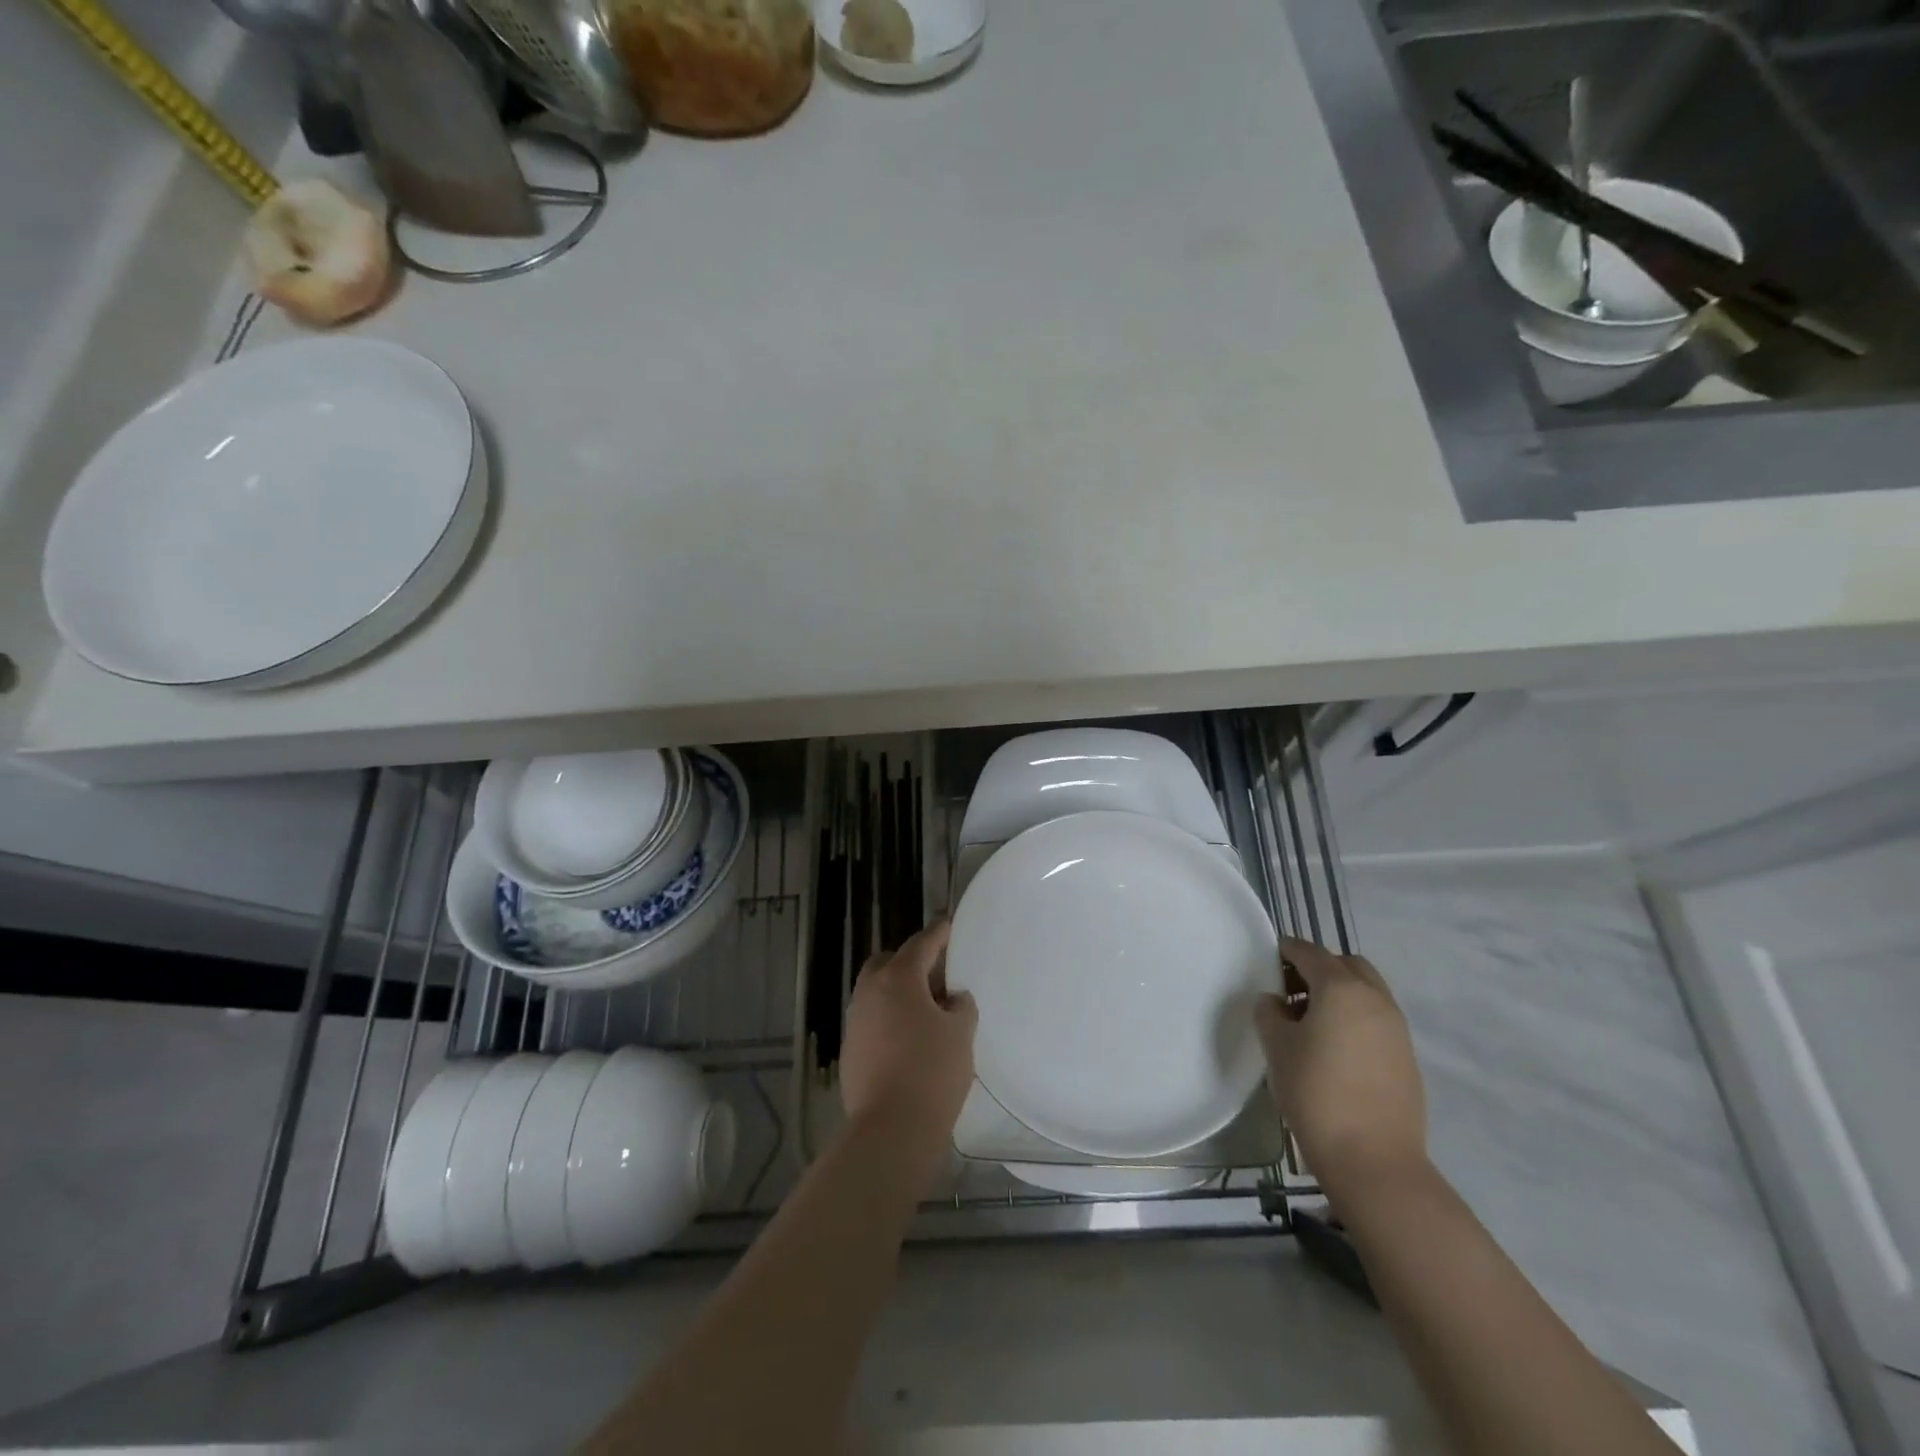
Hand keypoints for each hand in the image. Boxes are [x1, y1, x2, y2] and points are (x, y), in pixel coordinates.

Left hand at [839, 920, 977, 1146]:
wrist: (890, 1129)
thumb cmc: (932, 1072)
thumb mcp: (960, 1033)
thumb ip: (960, 1006)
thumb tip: (952, 999)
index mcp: (898, 978)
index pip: (921, 944)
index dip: (938, 934)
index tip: (948, 927)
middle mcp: (870, 991)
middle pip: (889, 962)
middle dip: (910, 962)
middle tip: (937, 975)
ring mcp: (855, 1020)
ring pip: (876, 991)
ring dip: (898, 992)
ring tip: (926, 1010)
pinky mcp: (850, 1049)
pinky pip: (872, 1019)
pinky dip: (889, 1018)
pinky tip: (908, 1039)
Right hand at [1255, 937, 1427, 1199]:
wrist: (1373, 1160)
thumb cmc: (1315, 1092)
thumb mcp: (1276, 1047)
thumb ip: (1269, 1013)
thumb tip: (1275, 1002)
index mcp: (1341, 988)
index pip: (1310, 952)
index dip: (1286, 950)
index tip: (1268, 959)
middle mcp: (1375, 999)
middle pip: (1345, 965)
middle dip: (1318, 968)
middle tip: (1291, 990)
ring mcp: (1396, 1028)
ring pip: (1366, 991)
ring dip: (1339, 992)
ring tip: (1310, 1021)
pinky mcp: (1406, 1057)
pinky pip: (1376, 1018)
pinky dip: (1355, 1017)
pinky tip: (1334, 1047)